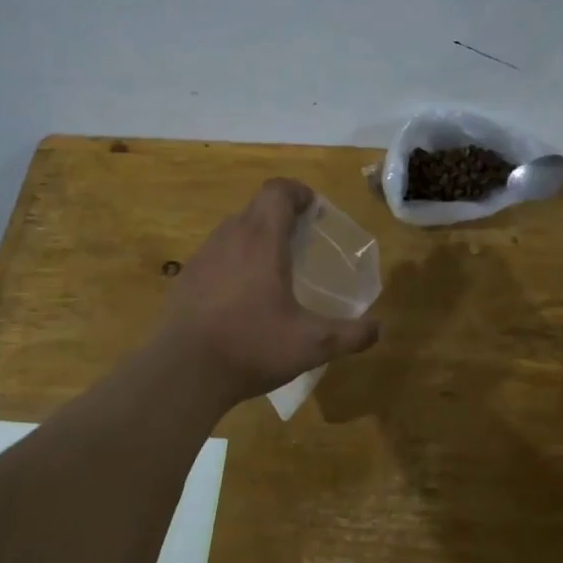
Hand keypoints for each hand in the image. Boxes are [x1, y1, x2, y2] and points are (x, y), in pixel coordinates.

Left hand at [159, 179, 380, 403]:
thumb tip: (379, 328)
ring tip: (274, 268)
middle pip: (257, 207)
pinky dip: (235, 259)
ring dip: (256, 236)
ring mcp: (203, 256)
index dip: (298, 193)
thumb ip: (351, 334)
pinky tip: (242, 295)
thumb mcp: (312, 345)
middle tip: (303, 241)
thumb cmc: (252, 346)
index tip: (314, 211)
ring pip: (234, 229)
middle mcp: (230, 237)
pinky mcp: (186, 277)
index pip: (278, 191)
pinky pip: (216, 253)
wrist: (184, 372)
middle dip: (282, 215)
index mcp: (262, 240)